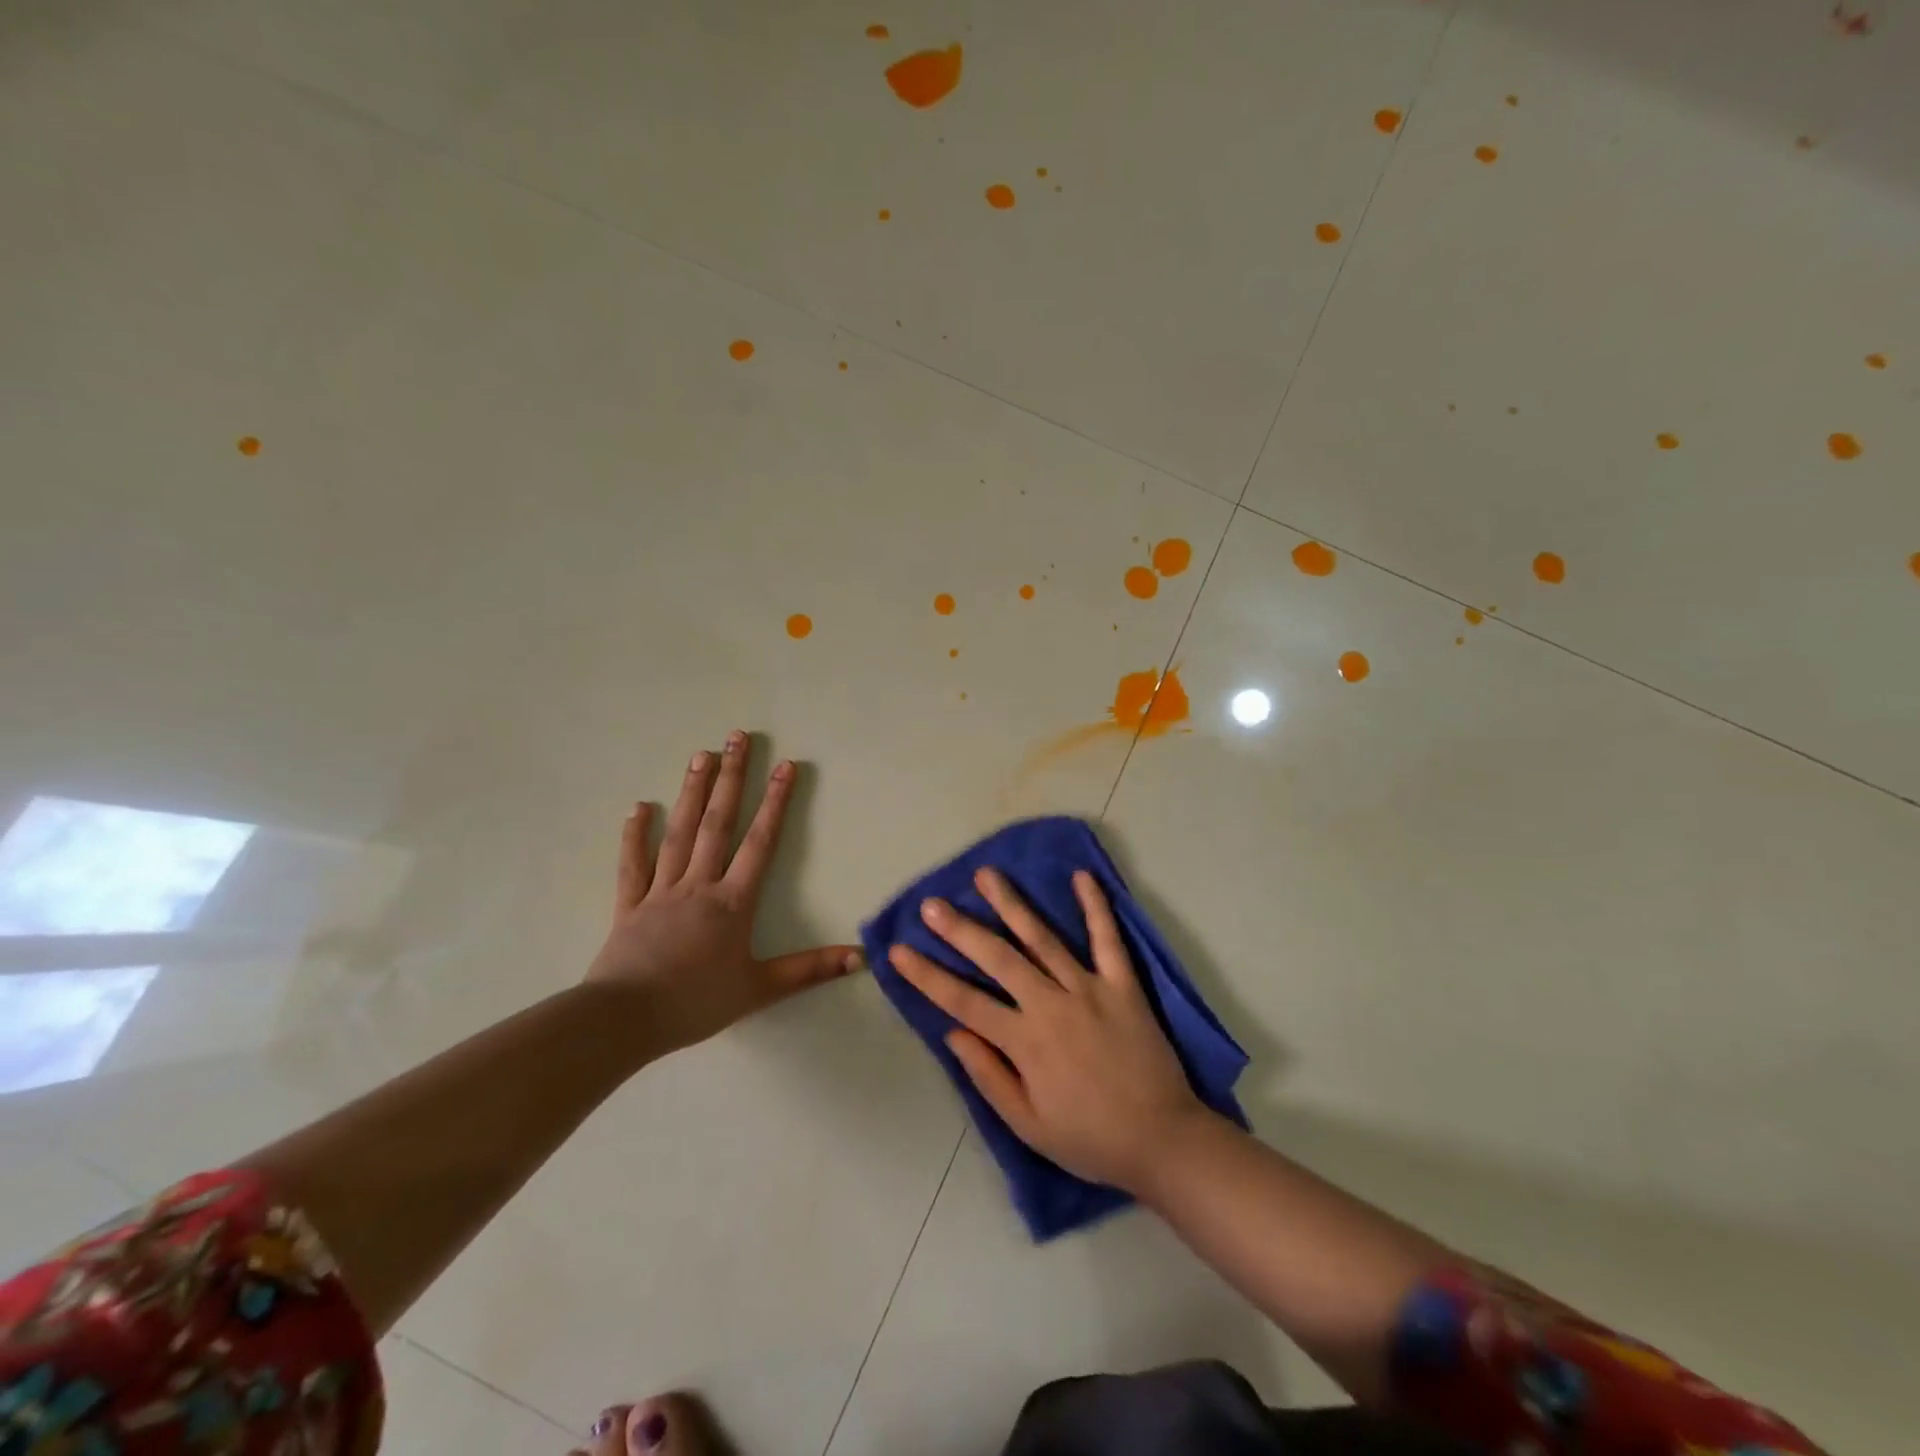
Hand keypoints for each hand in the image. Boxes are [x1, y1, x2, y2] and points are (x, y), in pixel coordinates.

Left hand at [586, 731, 860, 1052]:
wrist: (625, 1021)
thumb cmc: (696, 1003)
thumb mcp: (760, 990)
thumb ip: (810, 970)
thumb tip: (860, 957)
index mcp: (731, 901)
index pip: (760, 842)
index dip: (776, 803)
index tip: (786, 766)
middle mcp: (698, 884)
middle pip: (718, 823)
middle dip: (732, 779)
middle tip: (737, 737)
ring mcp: (661, 891)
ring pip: (679, 833)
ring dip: (692, 792)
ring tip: (701, 754)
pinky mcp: (629, 905)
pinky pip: (633, 864)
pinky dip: (635, 835)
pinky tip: (639, 807)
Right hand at [889, 867, 1207, 1193]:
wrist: (1163, 1139)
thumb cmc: (1090, 1139)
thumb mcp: (1028, 1125)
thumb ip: (989, 1076)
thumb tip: (953, 1033)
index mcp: (1025, 1042)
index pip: (964, 1002)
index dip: (928, 976)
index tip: (898, 951)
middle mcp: (1051, 1005)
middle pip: (997, 959)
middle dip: (961, 930)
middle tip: (932, 904)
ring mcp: (1089, 989)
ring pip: (1042, 938)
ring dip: (1012, 904)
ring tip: (986, 875)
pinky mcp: (1123, 984)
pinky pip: (1107, 939)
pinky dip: (1095, 906)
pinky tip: (1082, 876)